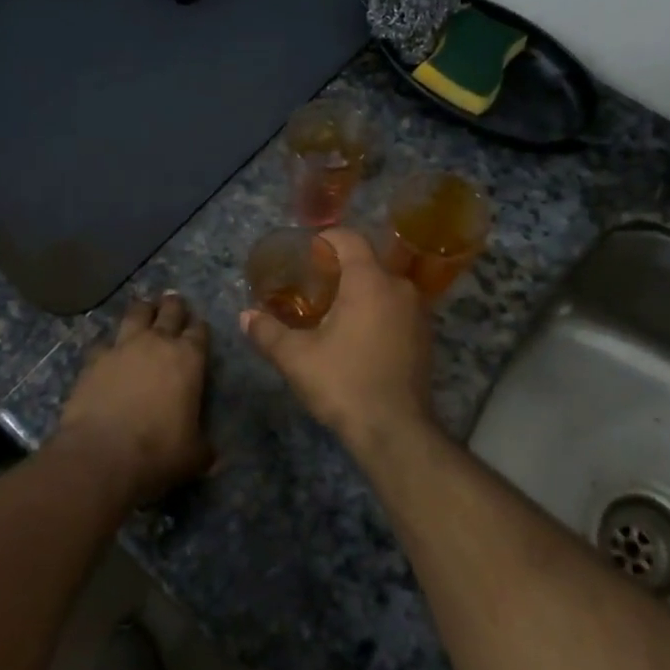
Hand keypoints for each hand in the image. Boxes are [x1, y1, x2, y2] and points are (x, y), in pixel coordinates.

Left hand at [55, 293, 213, 504]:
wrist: (101, 456)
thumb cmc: (158, 453)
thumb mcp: (194, 455)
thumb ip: (203, 446)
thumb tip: (211, 454)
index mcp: (189, 359)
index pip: (200, 331)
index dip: (200, 328)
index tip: (199, 327)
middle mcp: (157, 343)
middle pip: (169, 311)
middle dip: (174, 306)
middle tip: (174, 302)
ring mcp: (122, 347)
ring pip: (135, 314)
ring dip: (142, 310)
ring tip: (144, 309)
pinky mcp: (93, 360)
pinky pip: (103, 342)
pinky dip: (108, 344)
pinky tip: (107, 351)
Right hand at [241, 227, 433, 453]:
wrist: (396, 431)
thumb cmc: (344, 383)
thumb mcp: (297, 358)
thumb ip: (268, 332)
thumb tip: (244, 316)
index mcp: (370, 281)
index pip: (350, 238)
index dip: (326, 238)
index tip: (306, 250)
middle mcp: (399, 287)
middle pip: (368, 261)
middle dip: (340, 266)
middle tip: (312, 282)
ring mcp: (418, 312)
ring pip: (385, 285)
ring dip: (361, 289)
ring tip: (333, 308)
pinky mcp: (425, 337)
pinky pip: (397, 307)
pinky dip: (377, 309)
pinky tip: (358, 333)